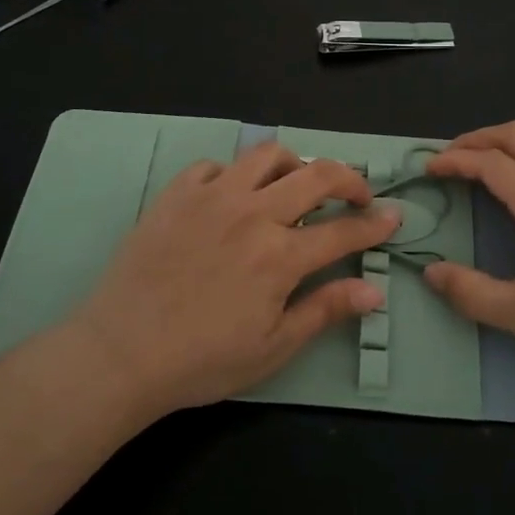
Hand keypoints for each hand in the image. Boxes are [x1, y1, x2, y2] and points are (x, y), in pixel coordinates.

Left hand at [69, 143, 398, 418]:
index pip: (343, 230)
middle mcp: (253, 213)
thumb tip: (374, 292)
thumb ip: (325, 310)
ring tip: (296, 184)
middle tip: (356, 195)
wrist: (121, 352)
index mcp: (281, 255)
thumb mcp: (273, 347)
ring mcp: (213, 196)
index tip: (393, 216)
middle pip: (317, 175)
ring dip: (294, 164)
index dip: (374, 224)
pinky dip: (233, 174)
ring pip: (267, 154)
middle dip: (349, 179)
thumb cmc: (202, 360)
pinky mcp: (177, 193)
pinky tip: (232, 196)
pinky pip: (214, 165)